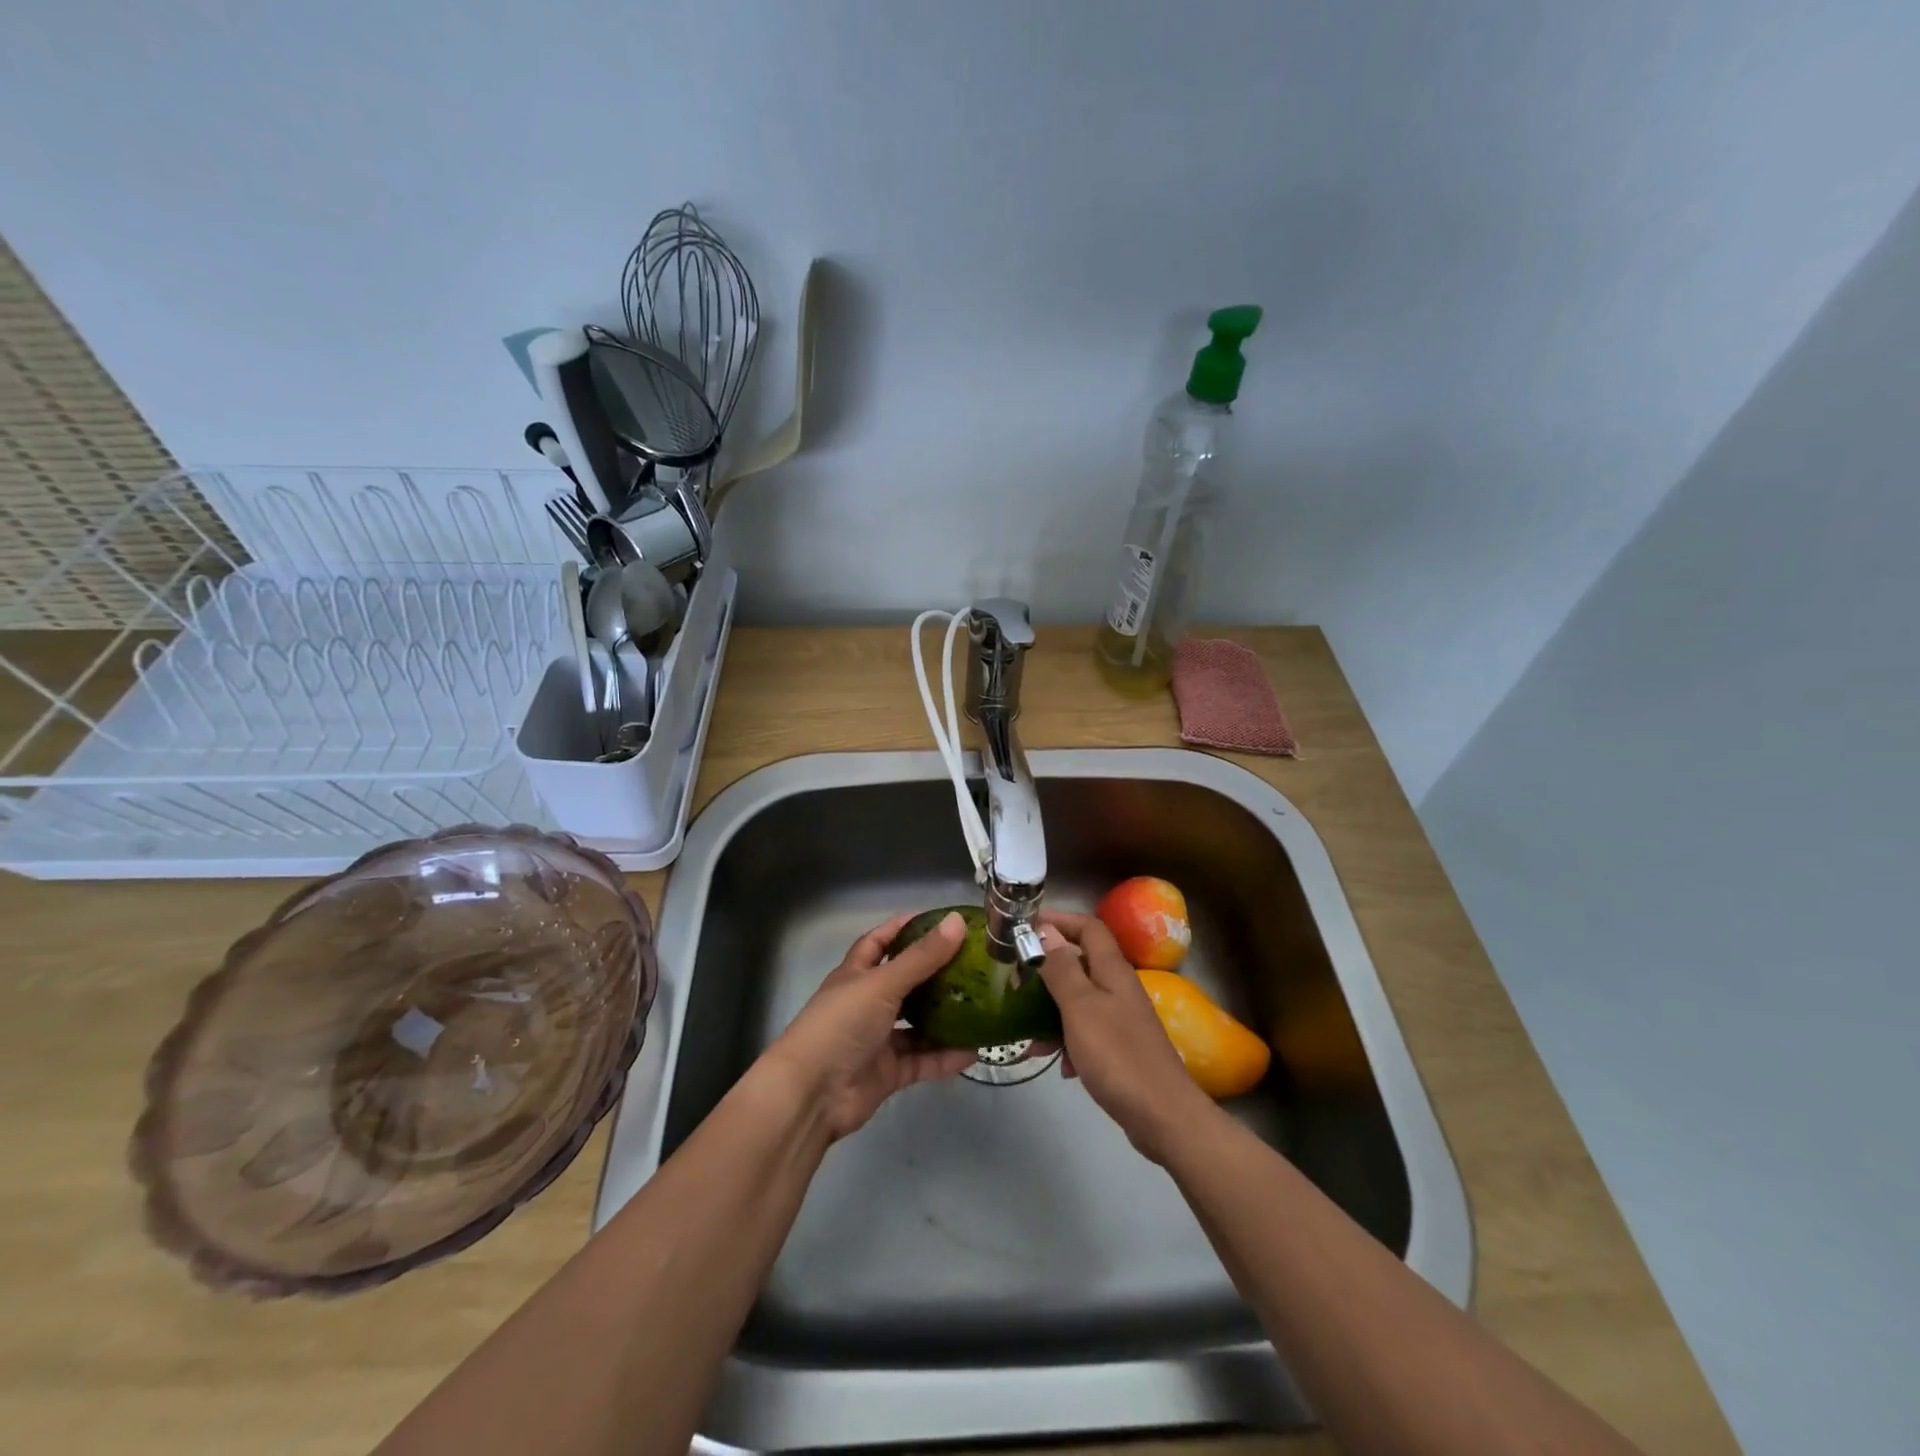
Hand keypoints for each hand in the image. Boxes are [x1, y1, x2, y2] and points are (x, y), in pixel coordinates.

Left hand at [760, 912, 979, 1141]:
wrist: (812, 1094)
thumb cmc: (841, 1024)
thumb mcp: (882, 984)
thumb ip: (921, 957)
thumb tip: (957, 921)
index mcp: (856, 975)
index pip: (879, 943)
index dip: (903, 929)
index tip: (937, 921)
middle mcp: (866, 1004)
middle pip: (904, 983)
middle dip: (934, 974)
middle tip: (972, 964)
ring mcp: (877, 1040)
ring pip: (916, 1024)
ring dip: (944, 1017)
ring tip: (980, 1006)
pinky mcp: (887, 1073)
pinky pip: (922, 1061)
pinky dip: (945, 1057)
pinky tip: (973, 1051)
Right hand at [1036, 910, 1218, 1161]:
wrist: (1163, 1117)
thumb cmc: (1117, 1056)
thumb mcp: (1081, 1007)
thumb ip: (1062, 968)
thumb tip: (1045, 930)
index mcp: (1112, 970)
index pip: (1088, 927)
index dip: (1058, 921)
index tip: (1025, 928)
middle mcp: (1119, 988)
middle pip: (1080, 963)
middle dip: (1046, 970)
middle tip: (1016, 983)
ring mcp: (1121, 1019)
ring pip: (1079, 1000)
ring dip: (1051, 1011)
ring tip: (1027, 1035)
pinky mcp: (1120, 1048)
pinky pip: (1086, 1032)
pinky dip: (1067, 1041)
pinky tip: (1058, 1065)